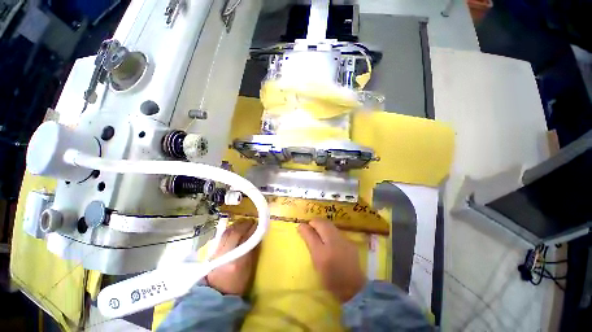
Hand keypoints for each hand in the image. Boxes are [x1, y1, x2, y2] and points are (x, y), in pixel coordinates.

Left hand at [206, 220, 257, 295]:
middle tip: (251, 220)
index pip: (247, 239)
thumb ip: (253, 253)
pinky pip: (222, 236)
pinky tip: (234, 227)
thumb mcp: (249, 271)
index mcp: (238, 261)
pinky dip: (229, 229)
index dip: (253, 229)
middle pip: (235, 233)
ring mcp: (217, 253)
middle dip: (244, 224)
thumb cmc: (236, 286)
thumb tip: (257, 237)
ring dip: (236, 225)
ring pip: (227, 232)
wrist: (215, 296)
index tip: (258, 223)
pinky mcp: (211, 253)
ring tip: (243, 222)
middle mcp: (226, 254)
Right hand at [298, 219, 365, 301]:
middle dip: (314, 223)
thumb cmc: (330, 278)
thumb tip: (301, 227)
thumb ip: (309, 241)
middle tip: (309, 228)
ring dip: (322, 225)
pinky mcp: (350, 242)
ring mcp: (344, 240)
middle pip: (323, 223)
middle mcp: (335, 241)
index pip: (312, 230)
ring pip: (330, 225)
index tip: (301, 228)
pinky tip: (328, 238)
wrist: (353, 288)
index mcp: (324, 249)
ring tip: (317, 231)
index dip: (306, 226)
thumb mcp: (316, 261)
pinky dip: (329, 230)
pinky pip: (336, 231)